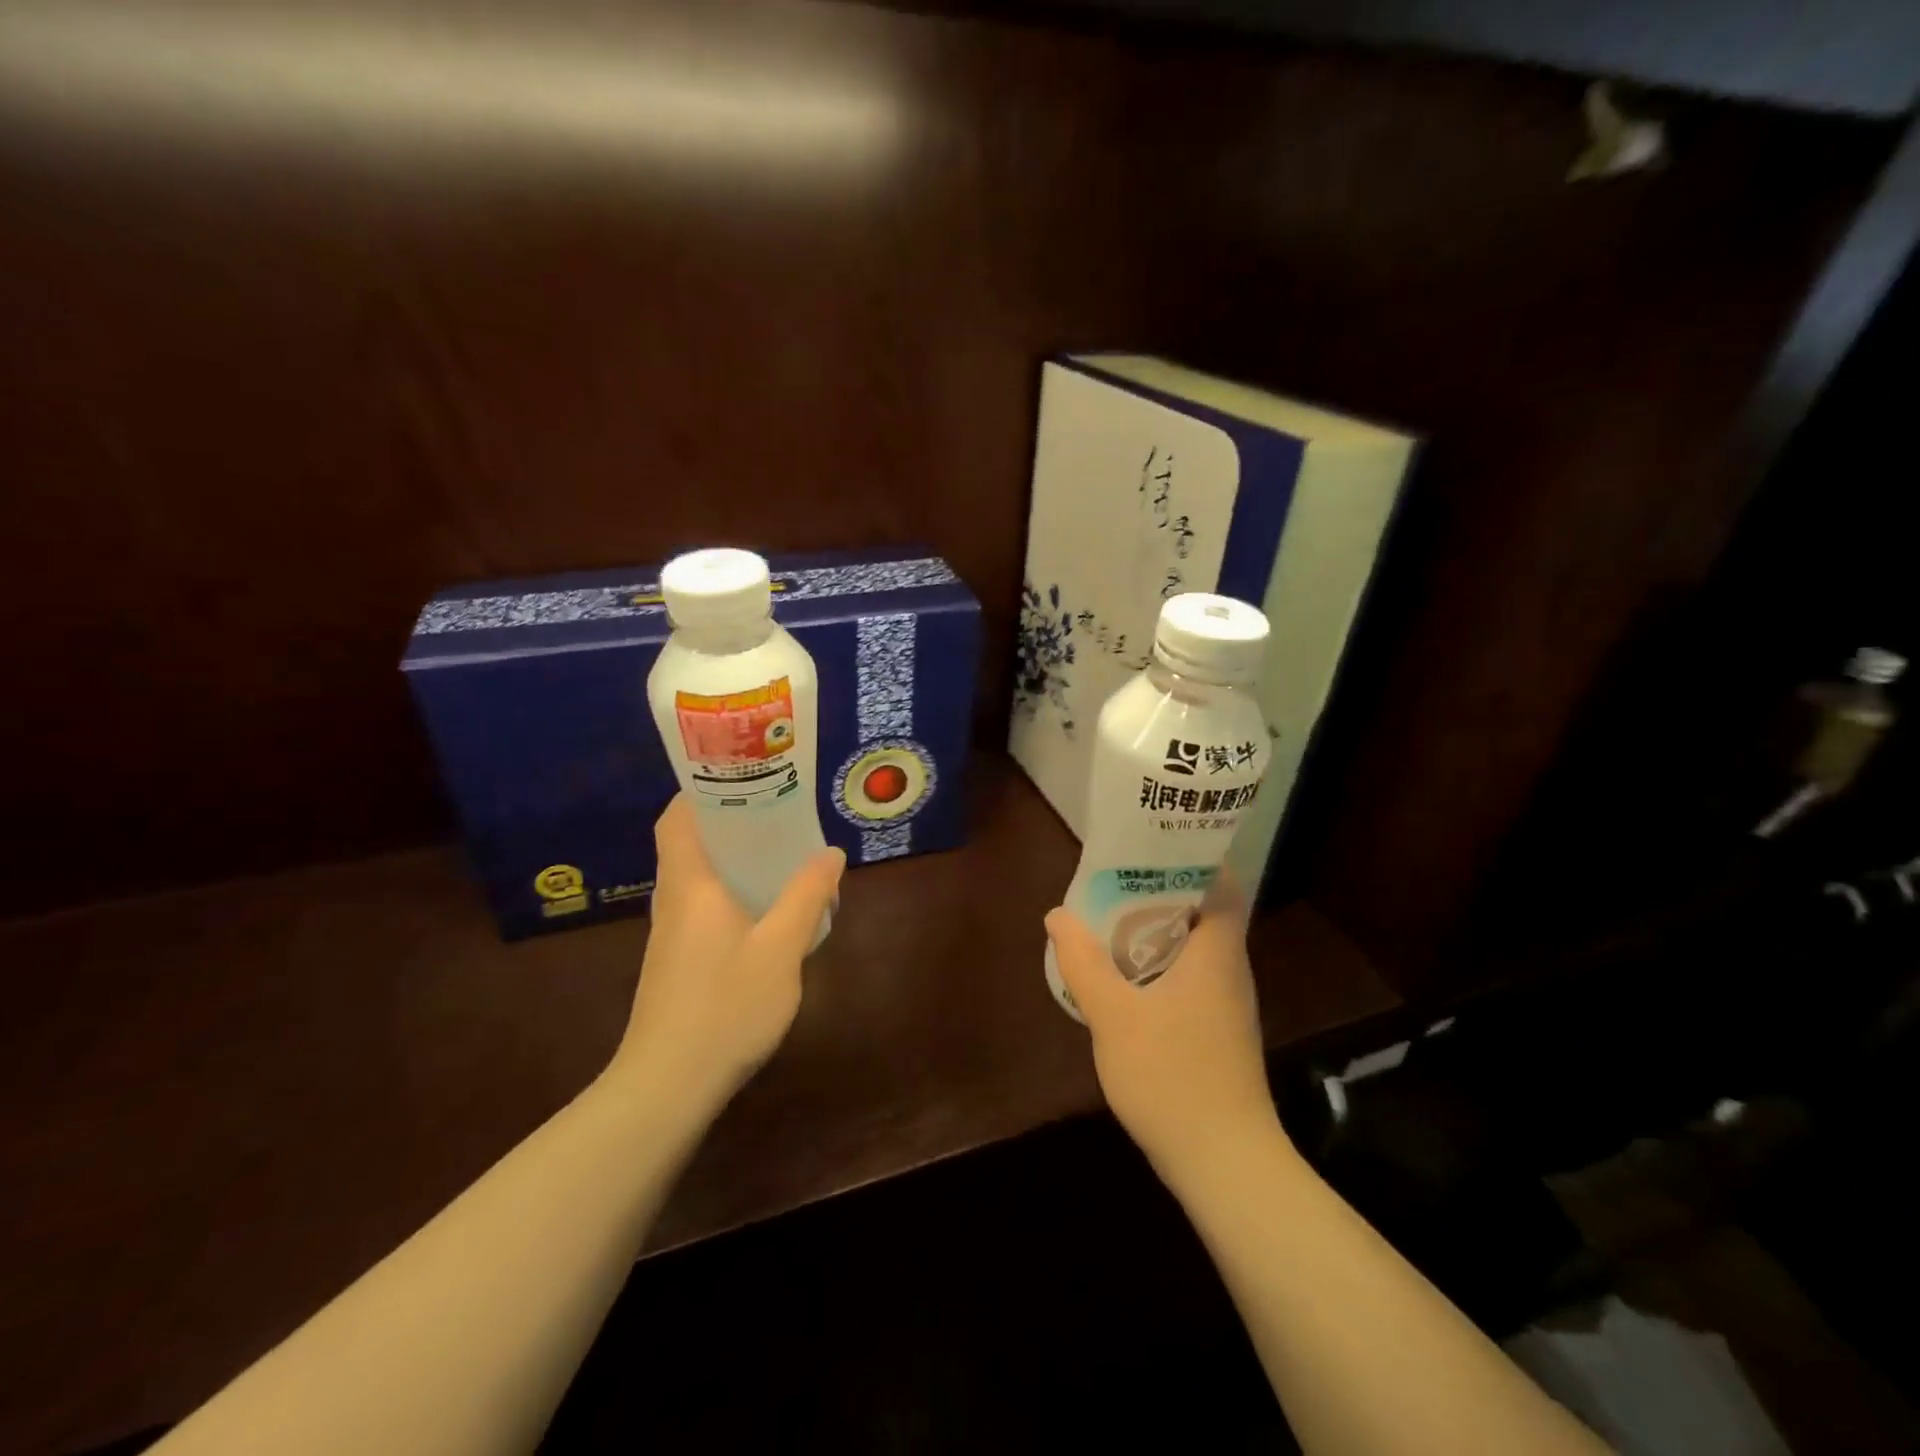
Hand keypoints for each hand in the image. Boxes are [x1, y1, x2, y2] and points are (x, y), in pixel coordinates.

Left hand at [610, 795, 844, 1111]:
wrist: (667, 1086)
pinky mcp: (674, 963)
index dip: (699, 791)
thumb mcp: (780, 949)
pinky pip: (700, 907)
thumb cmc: (725, 1007)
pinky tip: (762, 912)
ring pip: (695, 879)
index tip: (738, 776)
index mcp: (690, 885)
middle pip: (688, 845)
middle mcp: (673, 901)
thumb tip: (829, 853)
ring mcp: (669, 935)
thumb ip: (806, 897)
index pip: (676, 820)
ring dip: (730, 860)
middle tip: (775, 810)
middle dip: (727, 822)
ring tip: (776, 854)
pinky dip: (728, 893)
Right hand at [1045, 874, 1287, 1191]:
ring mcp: (1226, 1005)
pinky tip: (1126, 976)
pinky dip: (1161, 964)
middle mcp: (1229, 971)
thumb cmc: (1173, 1076)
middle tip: (1118, 876)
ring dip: (1159, 929)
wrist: (1224, 1163)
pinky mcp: (1218, 1033)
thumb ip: (1084, 962)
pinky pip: (1190, 978)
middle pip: (1205, 912)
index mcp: (1216, 953)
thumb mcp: (1114, 1015)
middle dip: (1164, 890)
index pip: (1224, 885)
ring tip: (1113, 917)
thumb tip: (1058, 914)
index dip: (1197, 858)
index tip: (1157, 843)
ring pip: (1196, 948)